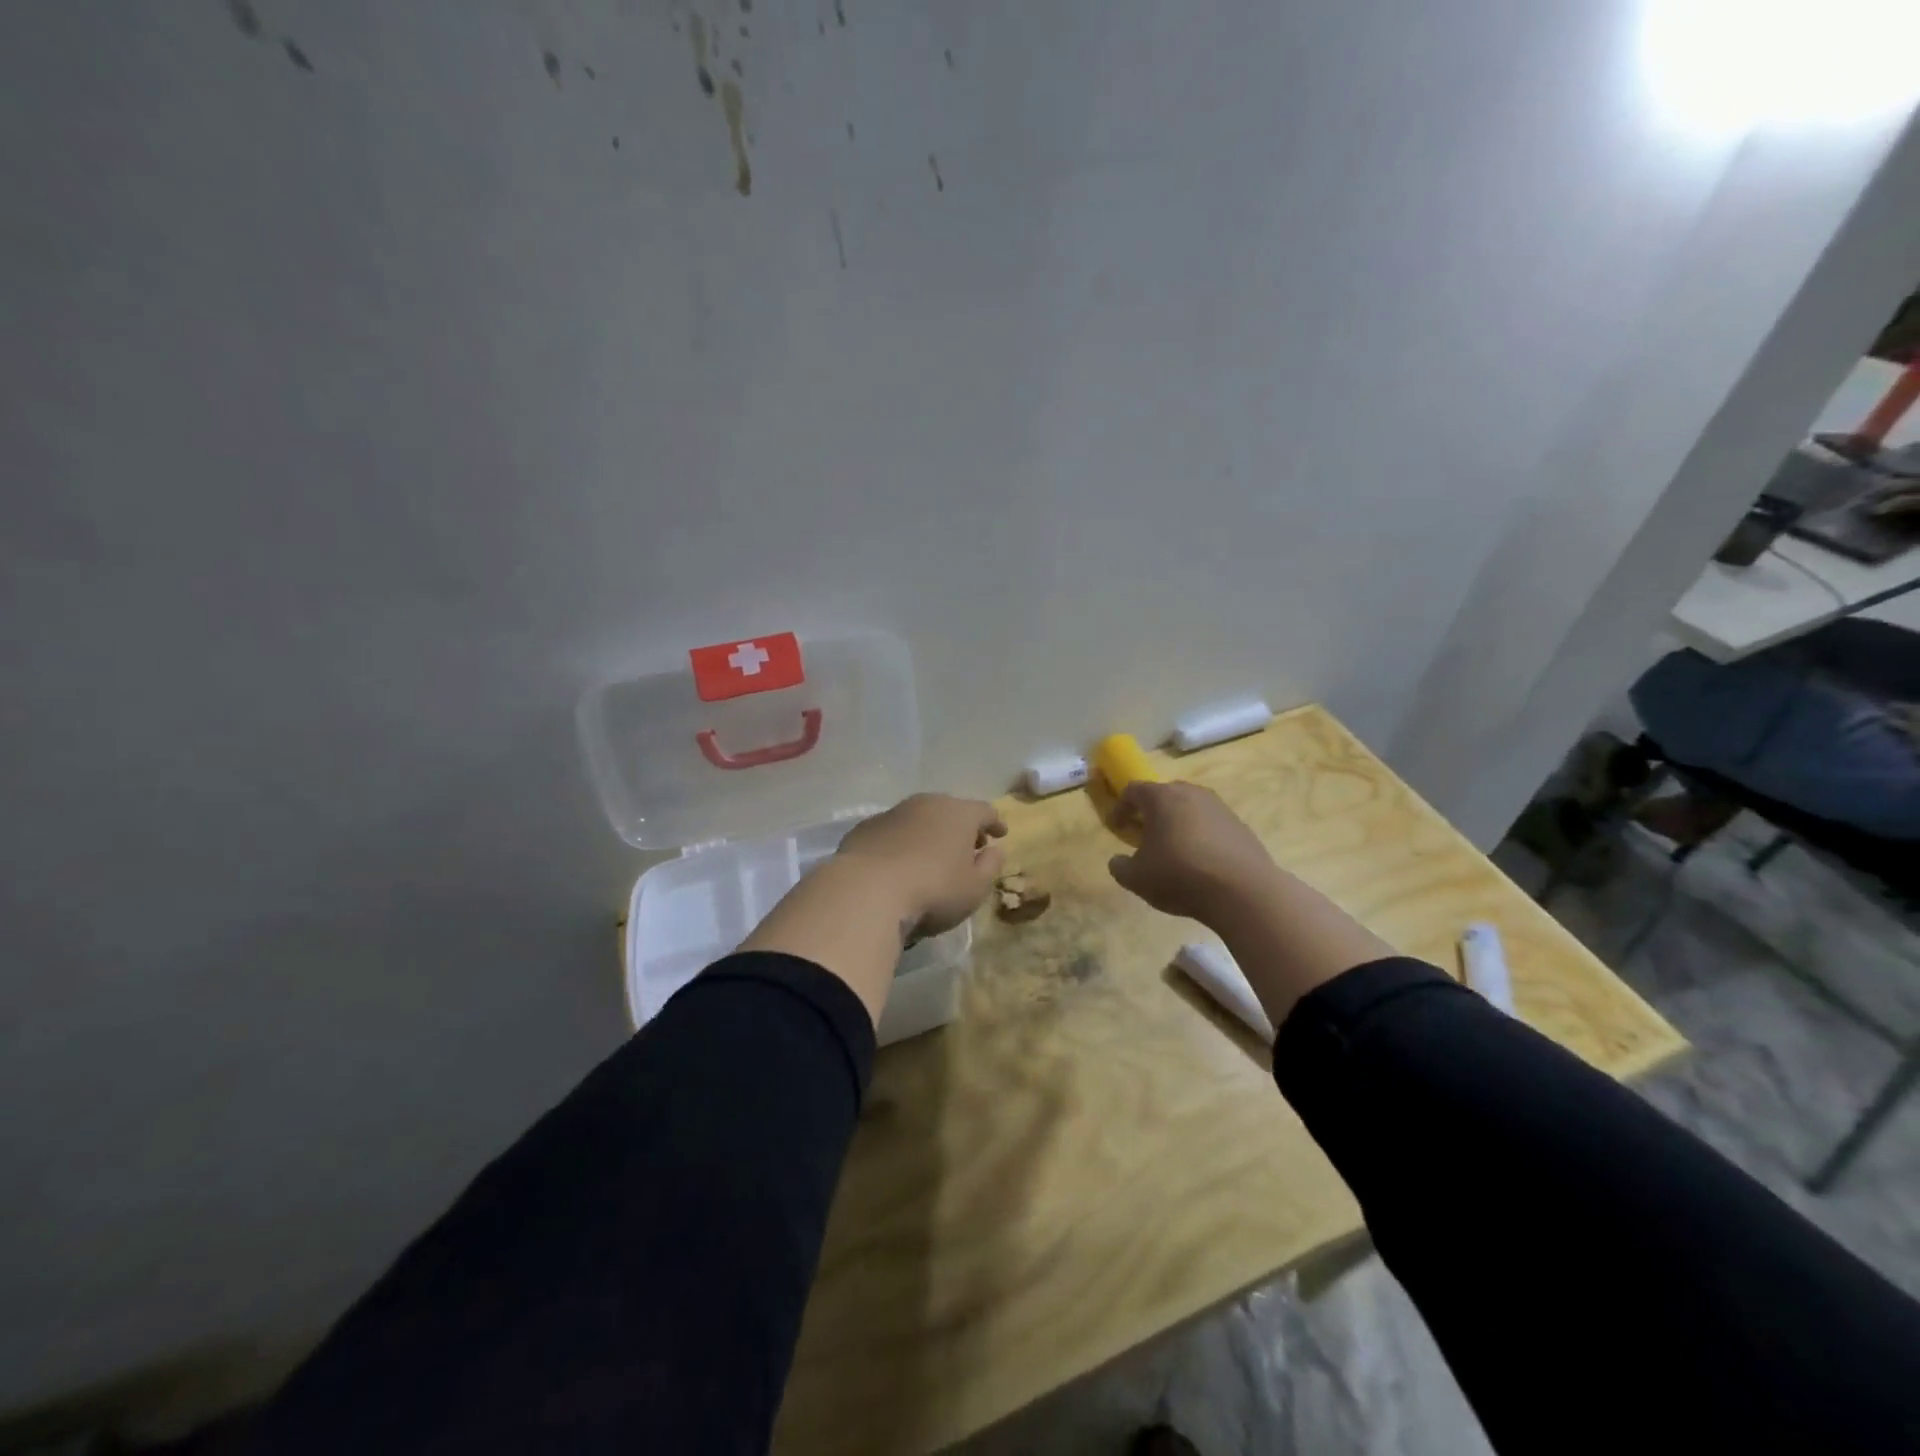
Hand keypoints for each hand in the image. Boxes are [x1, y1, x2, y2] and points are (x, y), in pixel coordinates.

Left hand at [835, 793, 1007, 938]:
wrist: (866, 892)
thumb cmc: (933, 890)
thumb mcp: (975, 888)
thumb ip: (990, 866)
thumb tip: (994, 851)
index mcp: (959, 813)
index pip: (984, 811)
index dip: (995, 823)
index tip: (1001, 834)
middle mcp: (926, 803)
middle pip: (950, 810)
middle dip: (961, 827)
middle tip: (967, 847)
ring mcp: (892, 813)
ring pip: (919, 818)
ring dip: (929, 833)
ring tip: (932, 856)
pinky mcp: (864, 829)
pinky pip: (892, 832)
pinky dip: (901, 843)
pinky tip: (898, 864)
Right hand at [1107, 781, 1277, 925]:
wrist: (1243, 891)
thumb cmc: (1179, 875)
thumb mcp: (1136, 878)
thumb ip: (1120, 867)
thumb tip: (1118, 861)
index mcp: (1161, 798)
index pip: (1133, 790)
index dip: (1120, 808)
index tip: (1116, 827)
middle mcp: (1192, 794)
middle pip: (1165, 794)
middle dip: (1152, 812)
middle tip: (1145, 835)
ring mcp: (1220, 808)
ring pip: (1191, 808)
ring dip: (1178, 824)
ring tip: (1174, 850)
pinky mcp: (1241, 826)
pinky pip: (1212, 825)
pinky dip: (1202, 837)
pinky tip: (1201, 863)